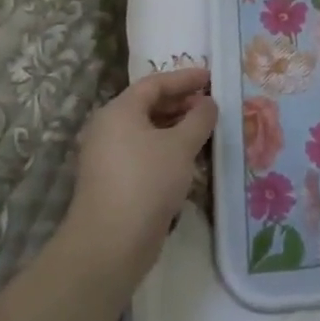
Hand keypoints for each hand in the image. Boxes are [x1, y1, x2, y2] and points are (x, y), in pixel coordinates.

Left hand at [60, 67, 216, 288]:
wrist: (110, 243)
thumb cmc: (147, 181)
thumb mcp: (181, 145)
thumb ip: (199, 118)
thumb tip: (208, 103)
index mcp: (119, 111)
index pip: (154, 83)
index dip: (184, 78)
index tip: (211, 78)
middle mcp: (108, 129)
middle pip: (148, 106)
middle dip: (181, 103)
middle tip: (211, 105)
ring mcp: (108, 157)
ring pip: (147, 132)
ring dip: (176, 128)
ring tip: (205, 131)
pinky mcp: (113, 182)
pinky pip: (144, 153)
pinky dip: (166, 149)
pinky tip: (188, 160)